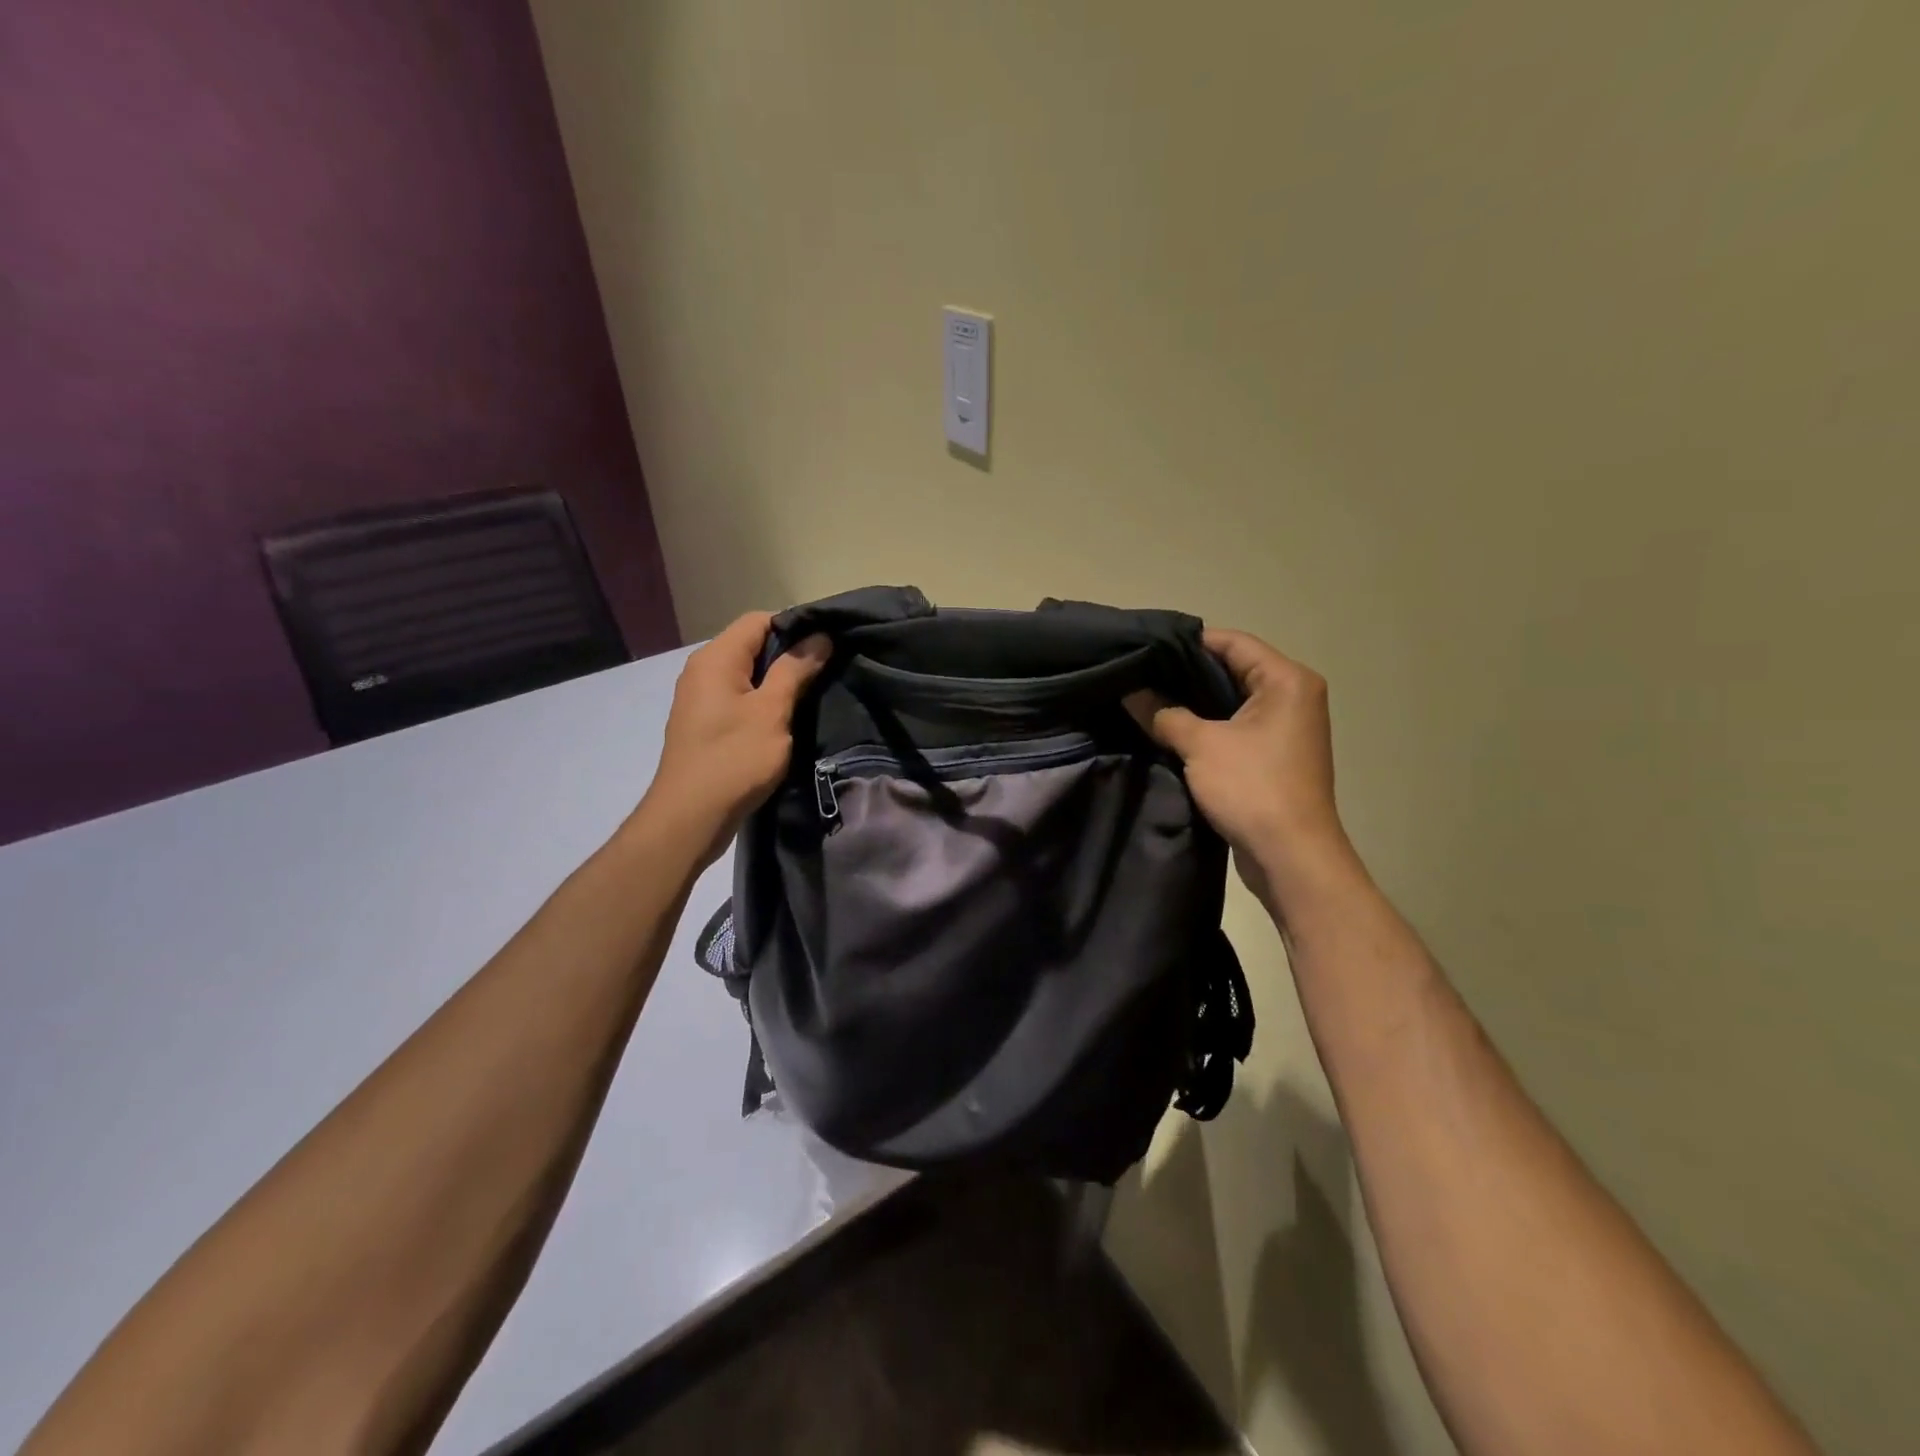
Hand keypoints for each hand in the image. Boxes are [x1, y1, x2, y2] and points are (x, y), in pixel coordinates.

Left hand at [638, 613, 831, 864]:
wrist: (690, 818)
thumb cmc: (734, 759)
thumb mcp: (773, 711)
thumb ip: (795, 669)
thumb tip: (820, 636)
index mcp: (716, 658)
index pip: (759, 620)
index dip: (795, 627)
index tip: (828, 646)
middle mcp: (702, 670)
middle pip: (752, 645)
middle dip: (790, 655)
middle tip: (827, 672)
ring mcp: (700, 698)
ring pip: (747, 674)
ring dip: (778, 682)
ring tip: (812, 695)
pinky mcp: (704, 724)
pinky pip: (739, 698)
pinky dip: (763, 702)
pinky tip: (785, 720)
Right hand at [1129, 628, 1353, 907]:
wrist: (1291, 857)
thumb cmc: (1252, 788)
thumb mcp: (1200, 745)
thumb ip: (1163, 712)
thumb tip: (1130, 691)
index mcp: (1286, 680)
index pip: (1232, 642)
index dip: (1186, 642)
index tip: (1145, 648)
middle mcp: (1293, 696)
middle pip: (1232, 668)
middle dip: (1185, 673)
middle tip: (1139, 673)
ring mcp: (1286, 727)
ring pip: (1231, 700)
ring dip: (1193, 702)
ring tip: (1147, 698)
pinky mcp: (1275, 755)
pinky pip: (1236, 726)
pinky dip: (1206, 725)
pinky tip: (1169, 729)